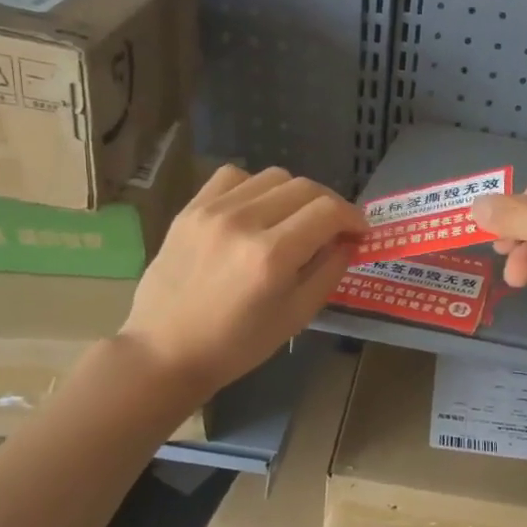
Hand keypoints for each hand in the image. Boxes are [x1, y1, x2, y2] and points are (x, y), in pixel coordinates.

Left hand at [123, 164, 366, 395]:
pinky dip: (256, 187)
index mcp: (272, 255)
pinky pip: (233, 176)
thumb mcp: (295, 317)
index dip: (353, 217)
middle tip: (333, 229)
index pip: (328, 211)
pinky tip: (256, 211)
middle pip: (305, 187)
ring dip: (295, 194)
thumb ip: (328, 273)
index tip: (360, 232)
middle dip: (329, 205)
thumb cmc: (236, 345)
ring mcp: (212, 211)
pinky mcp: (190, 209)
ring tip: (294, 220)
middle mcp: (244, 222)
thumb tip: (348, 242)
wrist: (166, 351)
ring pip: (272, 176)